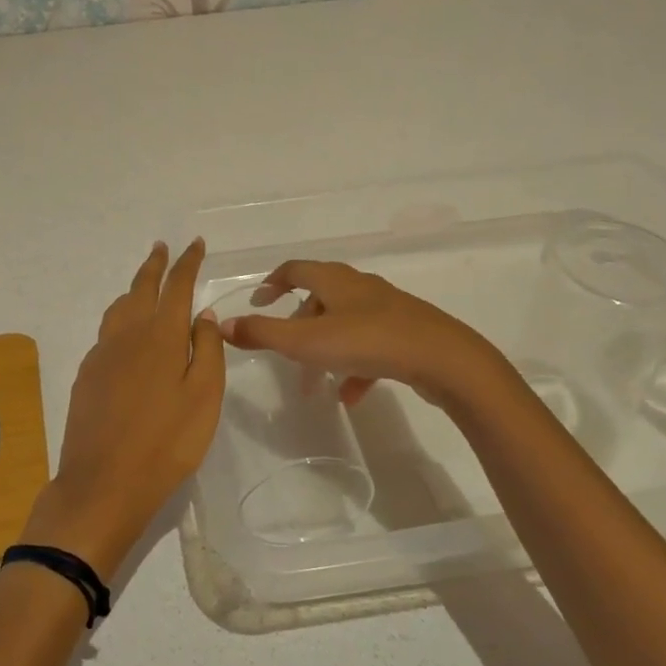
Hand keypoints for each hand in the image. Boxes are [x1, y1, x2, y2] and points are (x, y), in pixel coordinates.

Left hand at [21, 240, 226, 579]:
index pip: (176, 287)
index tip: (195, 244)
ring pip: (119, 308)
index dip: (187, 263)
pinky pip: (106, 332)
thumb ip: (205, 349)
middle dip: (154, 265)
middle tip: (162, 247)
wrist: (103, 483)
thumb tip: (201, 312)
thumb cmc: (167, 442)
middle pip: (141, 288)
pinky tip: (125, 333)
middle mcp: (127, 335)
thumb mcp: (203, 396)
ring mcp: (102, 354)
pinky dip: (120, 318)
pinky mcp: (86, 375)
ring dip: (133, 289)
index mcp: (160, 336)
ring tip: (143, 284)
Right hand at [219, 260, 511, 408]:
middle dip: (297, 326)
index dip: (272, 283)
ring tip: (314, 383)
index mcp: (334, 279)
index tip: (258, 301)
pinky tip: (350, 396)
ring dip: (324, 350)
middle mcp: (359, 287)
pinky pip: (370, 347)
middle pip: (319, 298)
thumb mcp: (307, 342)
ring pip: (344, 324)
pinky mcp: (405, 333)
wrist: (443, 359)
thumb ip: (263, 334)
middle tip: (284, 353)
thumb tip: (221, 325)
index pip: (295, 269)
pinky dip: (354, 367)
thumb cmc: (369, 342)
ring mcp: (386, 309)